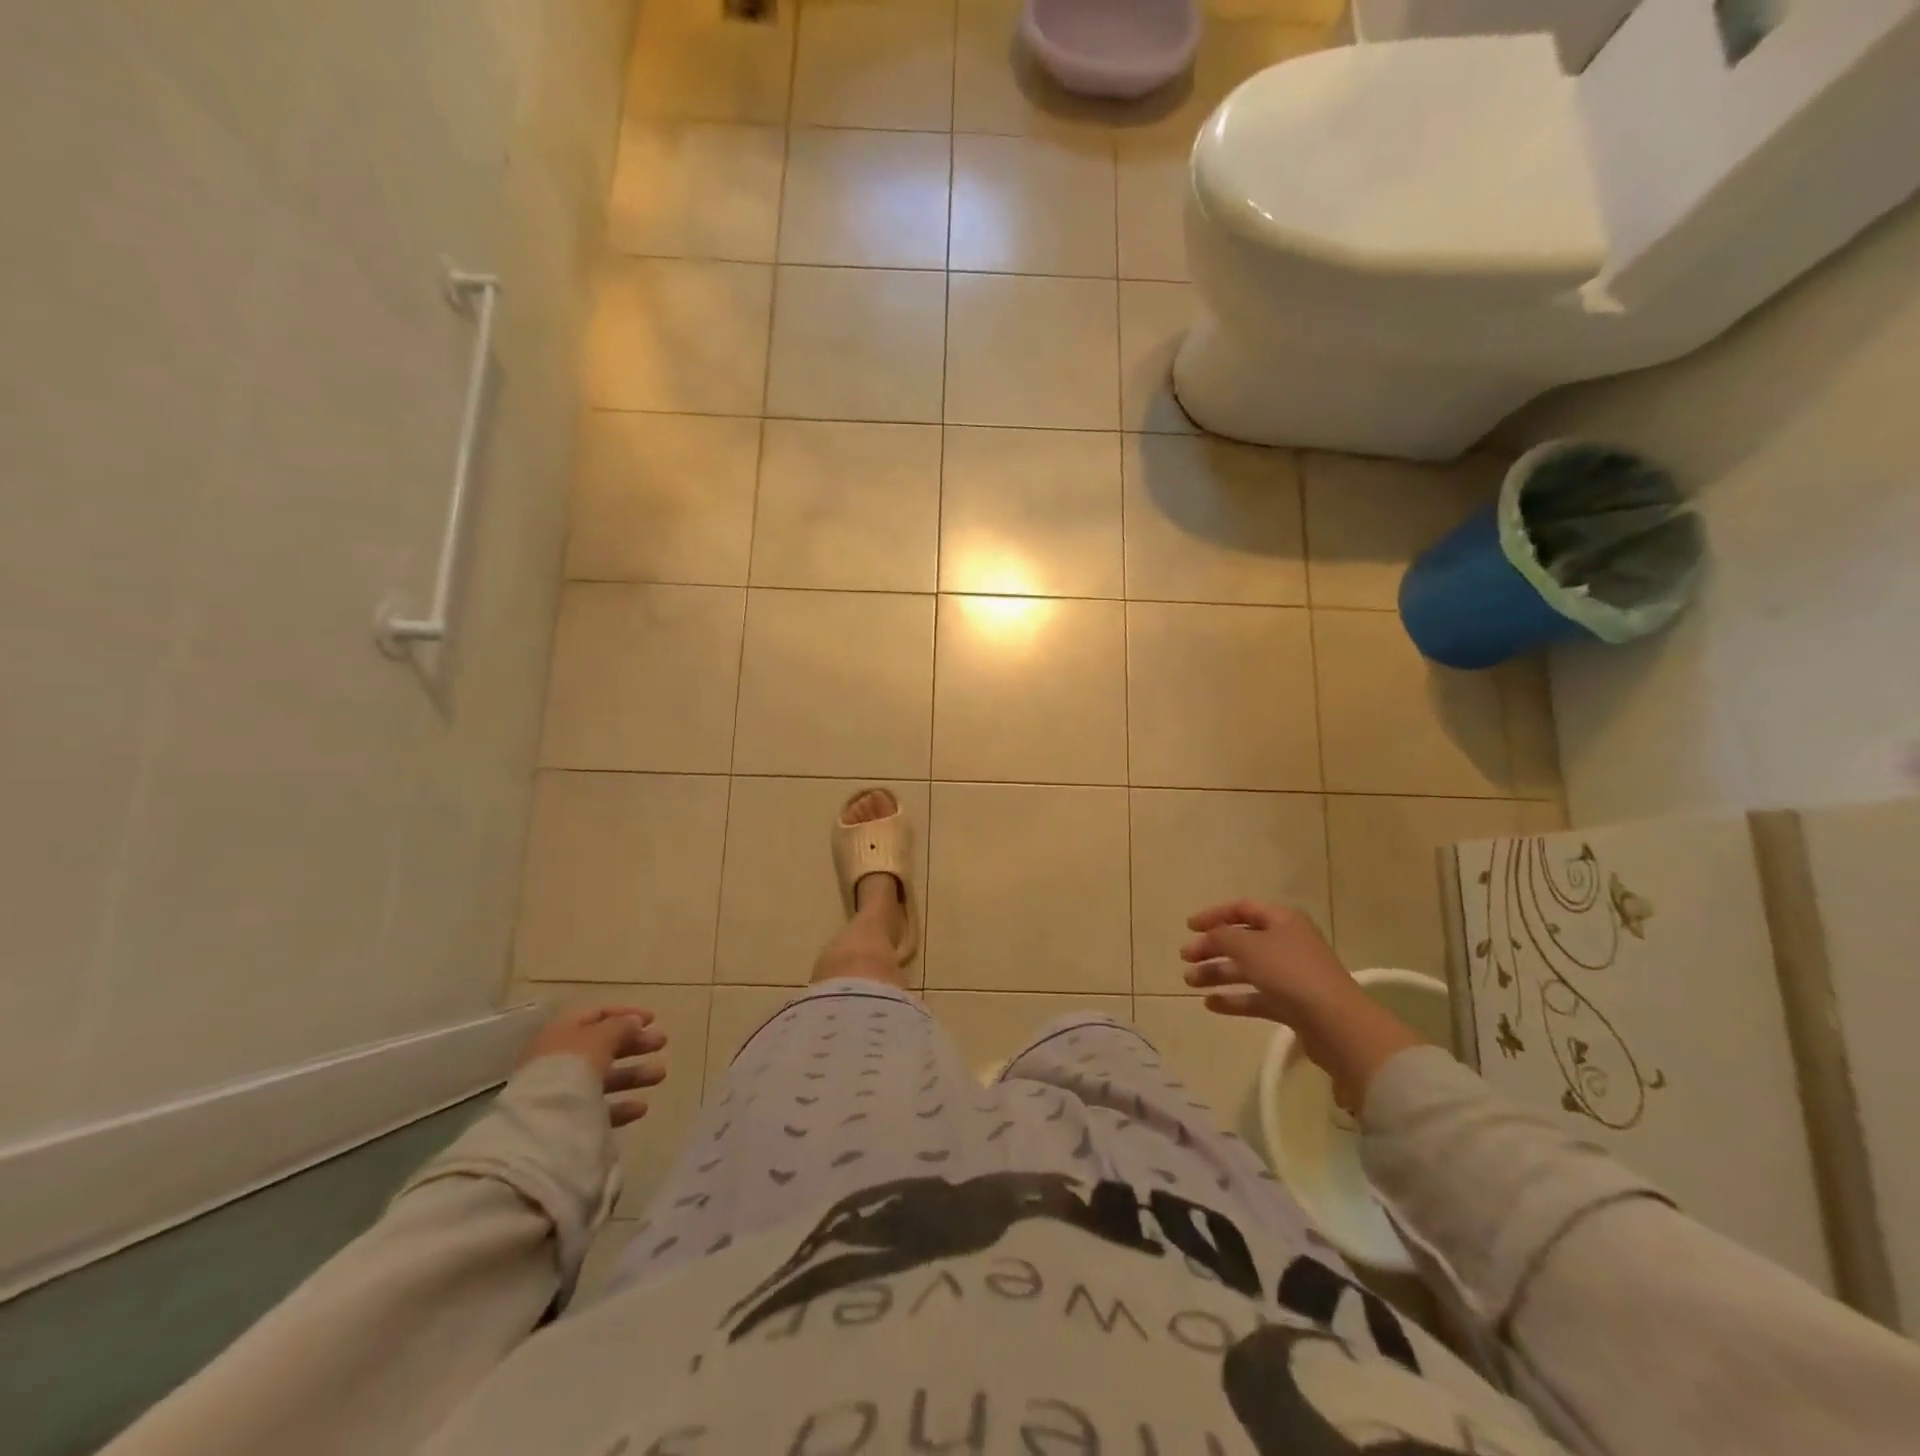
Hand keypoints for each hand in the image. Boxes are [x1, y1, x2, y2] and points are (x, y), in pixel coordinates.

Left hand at [518, 1006, 666, 1127]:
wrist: (540, 1127)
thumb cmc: (570, 1069)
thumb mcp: (599, 1038)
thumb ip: (620, 1026)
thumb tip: (634, 1022)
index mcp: (562, 1033)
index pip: (596, 1015)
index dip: (625, 1013)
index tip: (654, 1019)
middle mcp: (560, 1059)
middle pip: (602, 1046)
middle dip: (635, 1044)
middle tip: (662, 1043)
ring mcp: (562, 1091)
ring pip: (604, 1077)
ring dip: (634, 1074)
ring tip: (660, 1075)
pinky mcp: (567, 1120)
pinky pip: (599, 1107)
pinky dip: (621, 1105)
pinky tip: (641, 1108)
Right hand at [1182, 900, 1423, 1111]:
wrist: (1336, 1023)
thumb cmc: (1290, 973)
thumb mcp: (1249, 946)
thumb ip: (1222, 936)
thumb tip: (1209, 935)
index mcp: (1282, 920)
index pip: (1243, 908)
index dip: (1214, 915)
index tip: (1189, 927)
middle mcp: (1287, 943)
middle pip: (1242, 940)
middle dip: (1211, 948)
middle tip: (1185, 958)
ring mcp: (1290, 975)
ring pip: (1246, 969)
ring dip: (1217, 973)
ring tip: (1190, 982)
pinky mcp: (1292, 1004)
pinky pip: (1256, 997)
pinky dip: (1233, 998)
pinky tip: (1210, 1004)